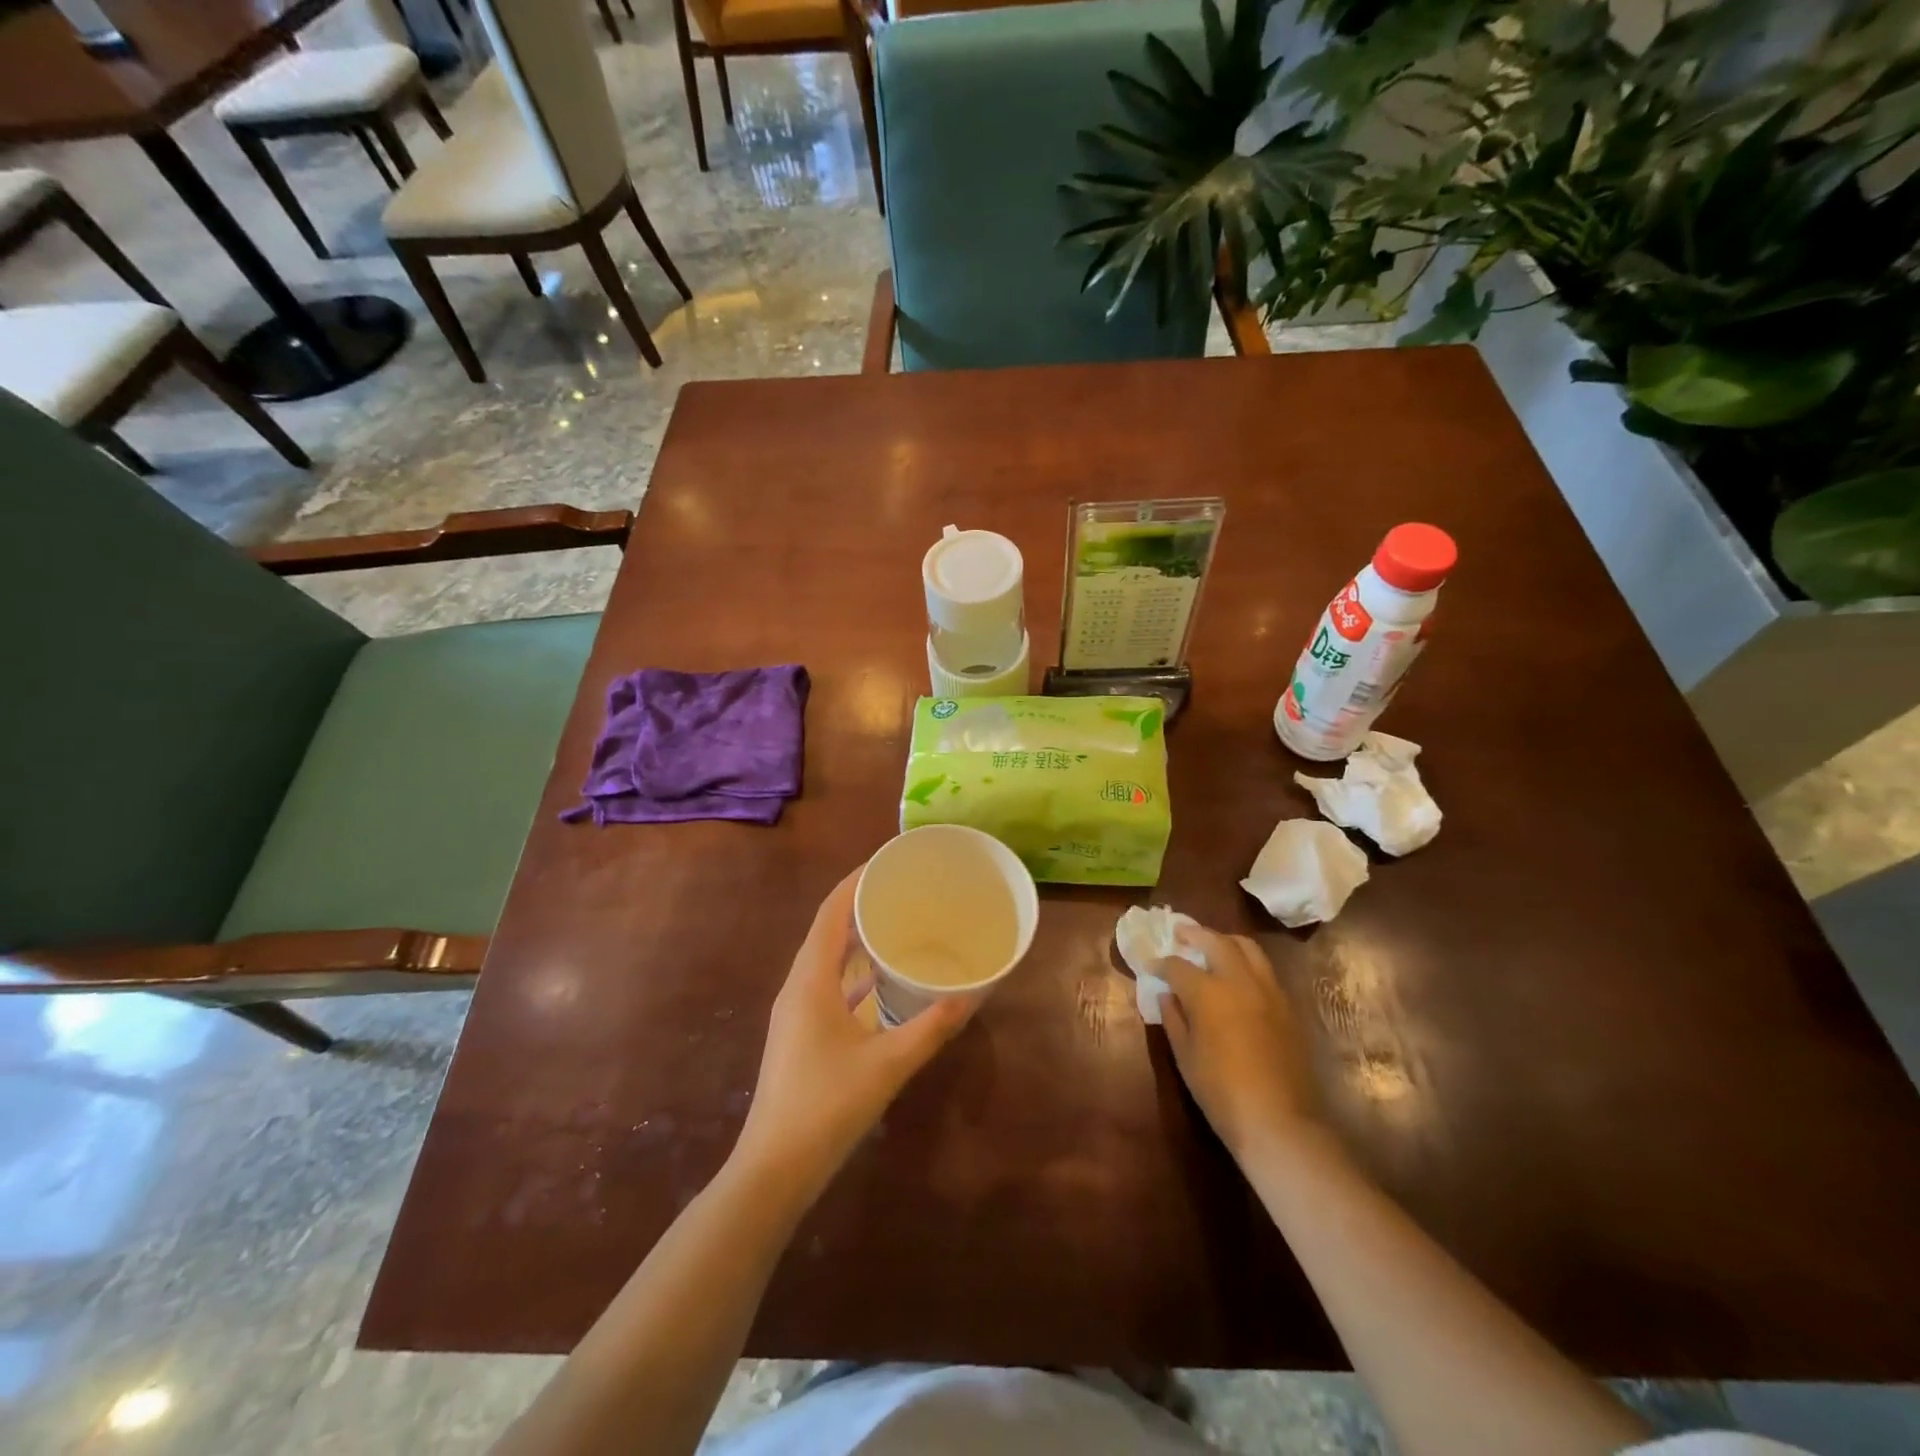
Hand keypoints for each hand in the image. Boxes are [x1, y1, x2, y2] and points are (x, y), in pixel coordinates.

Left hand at [734, 867, 977, 1199]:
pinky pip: (828, 984)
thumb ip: (931, 1029)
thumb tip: (971, 997)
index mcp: (810, 980)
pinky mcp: (801, 1032)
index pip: (831, 912)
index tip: (887, 861)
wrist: (774, 1170)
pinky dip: (854, 971)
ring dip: (856, 937)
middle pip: (828, 929)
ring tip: (896, 923)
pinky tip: (882, 980)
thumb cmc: (827, 1107)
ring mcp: (796, 1011)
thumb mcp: (887, 1065)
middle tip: (903, 890)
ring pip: (827, 958)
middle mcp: (798, 986)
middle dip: (860, 903)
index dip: (855, 881)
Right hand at [1156, 925, 1322, 1162]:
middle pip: (1216, 942)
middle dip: (1194, 934)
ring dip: (1225, 941)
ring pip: (1247, 948)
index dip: (1161, 963)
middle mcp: (1239, 981)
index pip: (1178, 966)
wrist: (1279, 1122)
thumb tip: (1166, 995)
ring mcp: (1268, 991)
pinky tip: (1237, 975)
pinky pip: (1264, 969)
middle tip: (1180, 932)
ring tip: (1211, 945)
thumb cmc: (1221, 1092)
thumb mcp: (1185, 1057)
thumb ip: (1173, 1019)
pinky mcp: (1287, 1006)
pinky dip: (1246, 961)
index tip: (1150, 964)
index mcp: (1208, 993)